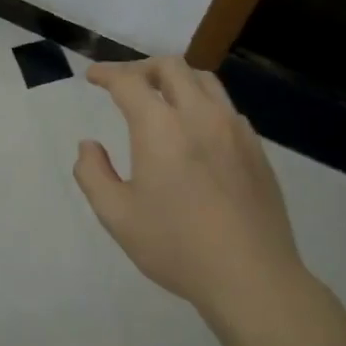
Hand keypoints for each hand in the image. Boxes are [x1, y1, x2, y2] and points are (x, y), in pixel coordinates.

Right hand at [73, 58, 303, 316]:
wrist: (252, 278)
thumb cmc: (177, 246)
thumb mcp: (117, 216)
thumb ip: (93, 174)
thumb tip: (89, 146)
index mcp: (161, 128)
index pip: (129, 82)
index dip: (107, 73)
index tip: (93, 76)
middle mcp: (200, 115)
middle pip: (171, 68)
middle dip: (141, 68)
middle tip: (124, 84)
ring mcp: (234, 130)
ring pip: (204, 81)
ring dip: (176, 80)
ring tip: (160, 98)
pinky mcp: (256, 149)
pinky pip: (225, 107)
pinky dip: (202, 103)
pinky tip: (195, 131)